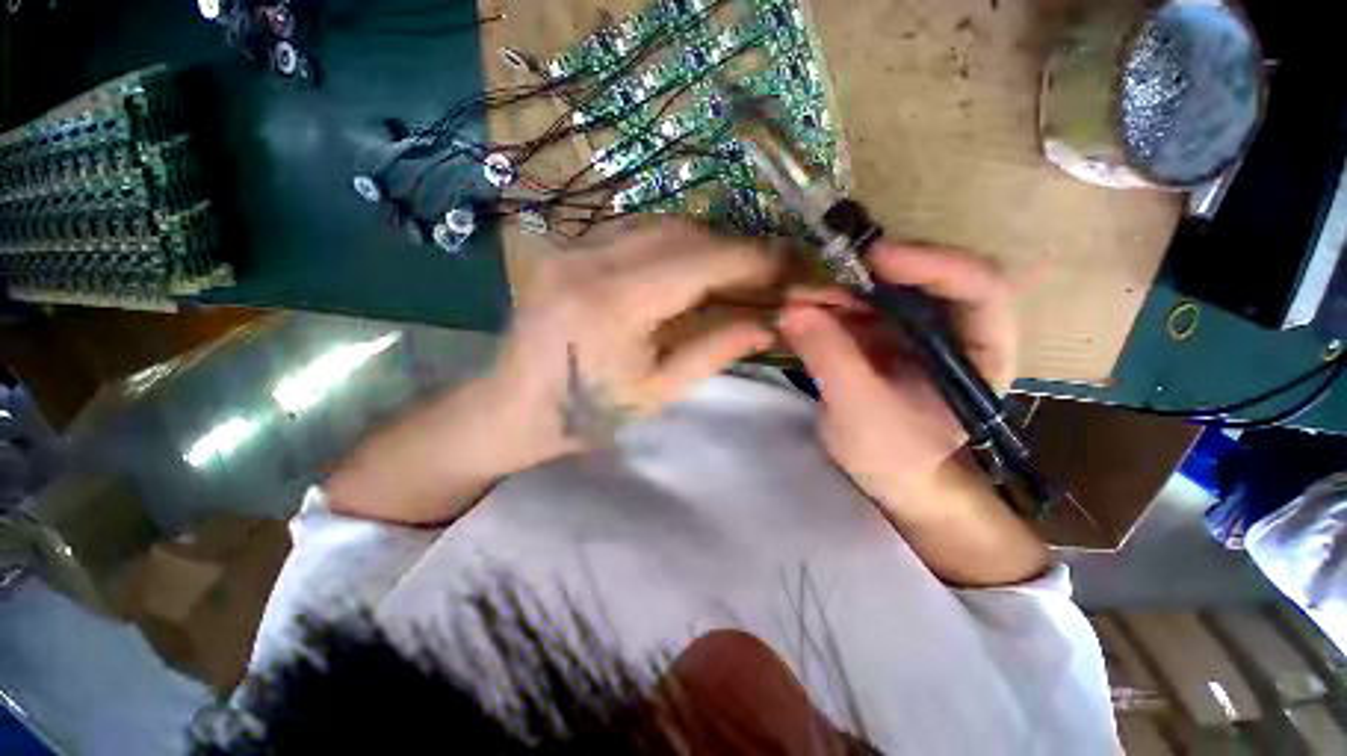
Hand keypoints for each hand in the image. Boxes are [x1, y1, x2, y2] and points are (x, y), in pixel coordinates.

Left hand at [489, 220, 780, 466]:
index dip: (754, 260)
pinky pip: (637, 234)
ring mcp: (573, 248)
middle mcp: (590, 261)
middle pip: (684, 234)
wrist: (513, 407)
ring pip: (662, 227)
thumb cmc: (586, 413)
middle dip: (736, 251)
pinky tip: (691, 271)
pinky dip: (676, 248)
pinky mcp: (568, 248)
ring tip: (736, 274)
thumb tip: (768, 324)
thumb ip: (715, 351)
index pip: (700, 262)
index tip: (793, 267)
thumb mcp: (658, 392)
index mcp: (613, 305)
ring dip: (708, 247)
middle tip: (769, 274)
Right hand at [778, 243, 1016, 510]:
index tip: (876, 258)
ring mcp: (912, 328)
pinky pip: (854, 306)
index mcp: (981, 349)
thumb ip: (832, 359)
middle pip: (922, 277)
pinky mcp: (879, 334)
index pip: (977, 287)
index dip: (932, 263)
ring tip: (798, 298)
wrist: (888, 476)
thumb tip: (792, 310)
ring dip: (838, 288)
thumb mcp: (862, 412)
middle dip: (868, 275)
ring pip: (880, 288)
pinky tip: (799, 311)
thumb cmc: (895, 455)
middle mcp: (952, 327)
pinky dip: (826, 305)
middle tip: (819, 279)